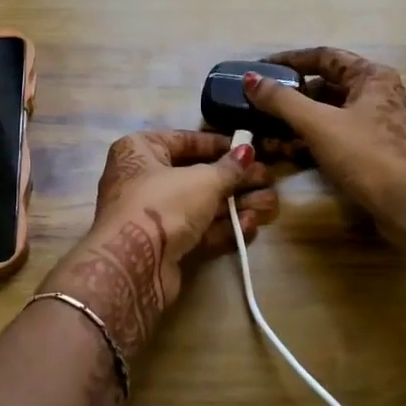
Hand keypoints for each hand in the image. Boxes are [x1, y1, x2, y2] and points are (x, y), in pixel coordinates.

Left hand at [40, 130, 276, 365]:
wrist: (133, 264)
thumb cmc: (163, 204)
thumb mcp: (202, 180)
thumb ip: (228, 167)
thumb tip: (247, 151)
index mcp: (139, 150)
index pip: (184, 141)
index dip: (219, 145)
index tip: (249, 149)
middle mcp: (141, 179)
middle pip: (196, 176)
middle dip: (234, 180)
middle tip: (268, 180)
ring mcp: (151, 216)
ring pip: (200, 206)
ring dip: (236, 206)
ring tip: (272, 204)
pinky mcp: (162, 247)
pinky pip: (197, 231)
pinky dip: (223, 229)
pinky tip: (252, 226)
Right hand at [244, 47, 405, 244]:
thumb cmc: (366, 154)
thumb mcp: (318, 123)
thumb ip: (282, 100)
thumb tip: (251, 79)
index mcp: (371, 77)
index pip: (324, 56)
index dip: (290, 60)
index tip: (261, 67)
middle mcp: (376, 95)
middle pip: (324, 86)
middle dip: (290, 96)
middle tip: (258, 103)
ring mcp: (376, 125)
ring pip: (327, 114)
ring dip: (296, 122)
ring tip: (264, 130)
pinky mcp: (372, 152)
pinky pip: (334, 137)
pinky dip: (310, 141)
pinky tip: (284, 151)